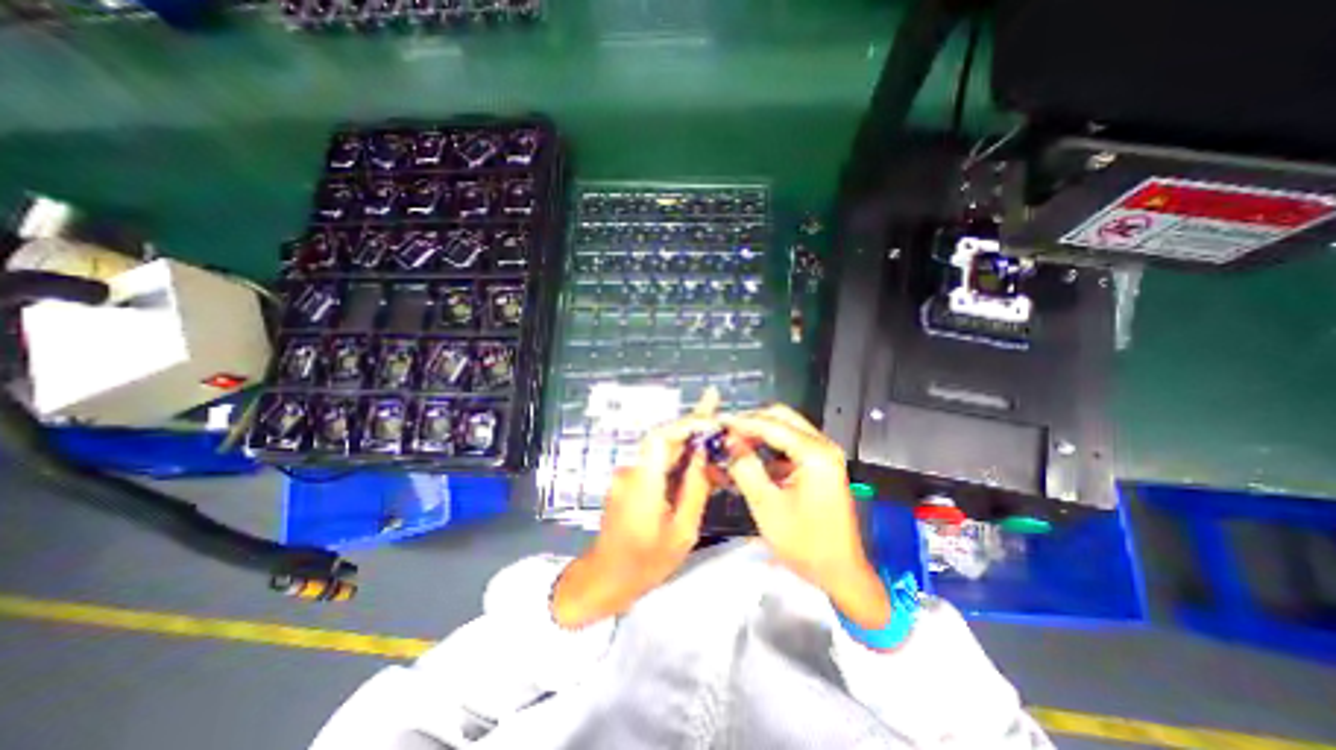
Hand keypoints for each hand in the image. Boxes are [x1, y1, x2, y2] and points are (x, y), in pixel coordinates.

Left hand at [551, 389, 725, 629]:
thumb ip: (694, 489)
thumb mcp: (682, 531)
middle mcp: (632, 471)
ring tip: (713, 434)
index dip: (686, 423)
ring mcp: (628, 475)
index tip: (711, 420)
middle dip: (691, 425)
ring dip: (687, 442)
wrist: (605, 578)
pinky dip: (677, 458)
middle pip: (663, 439)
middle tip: (716, 406)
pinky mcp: (630, 481)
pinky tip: (696, 460)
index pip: (661, 437)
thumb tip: (704, 455)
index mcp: (643, 483)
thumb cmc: (646, 563)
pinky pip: (656, 463)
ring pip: (661, 450)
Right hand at [720, 405, 883, 626]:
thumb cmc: (805, 543)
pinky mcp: (820, 465)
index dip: (741, 422)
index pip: (772, 424)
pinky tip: (750, 456)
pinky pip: (790, 444)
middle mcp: (822, 446)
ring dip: (758, 433)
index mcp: (815, 454)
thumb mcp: (767, 505)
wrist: (840, 572)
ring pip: (785, 429)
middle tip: (725, 432)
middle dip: (751, 422)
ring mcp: (823, 454)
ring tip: (732, 443)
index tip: (717, 422)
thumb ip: (745, 468)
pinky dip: (768, 446)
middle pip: (781, 418)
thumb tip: (728, 442)